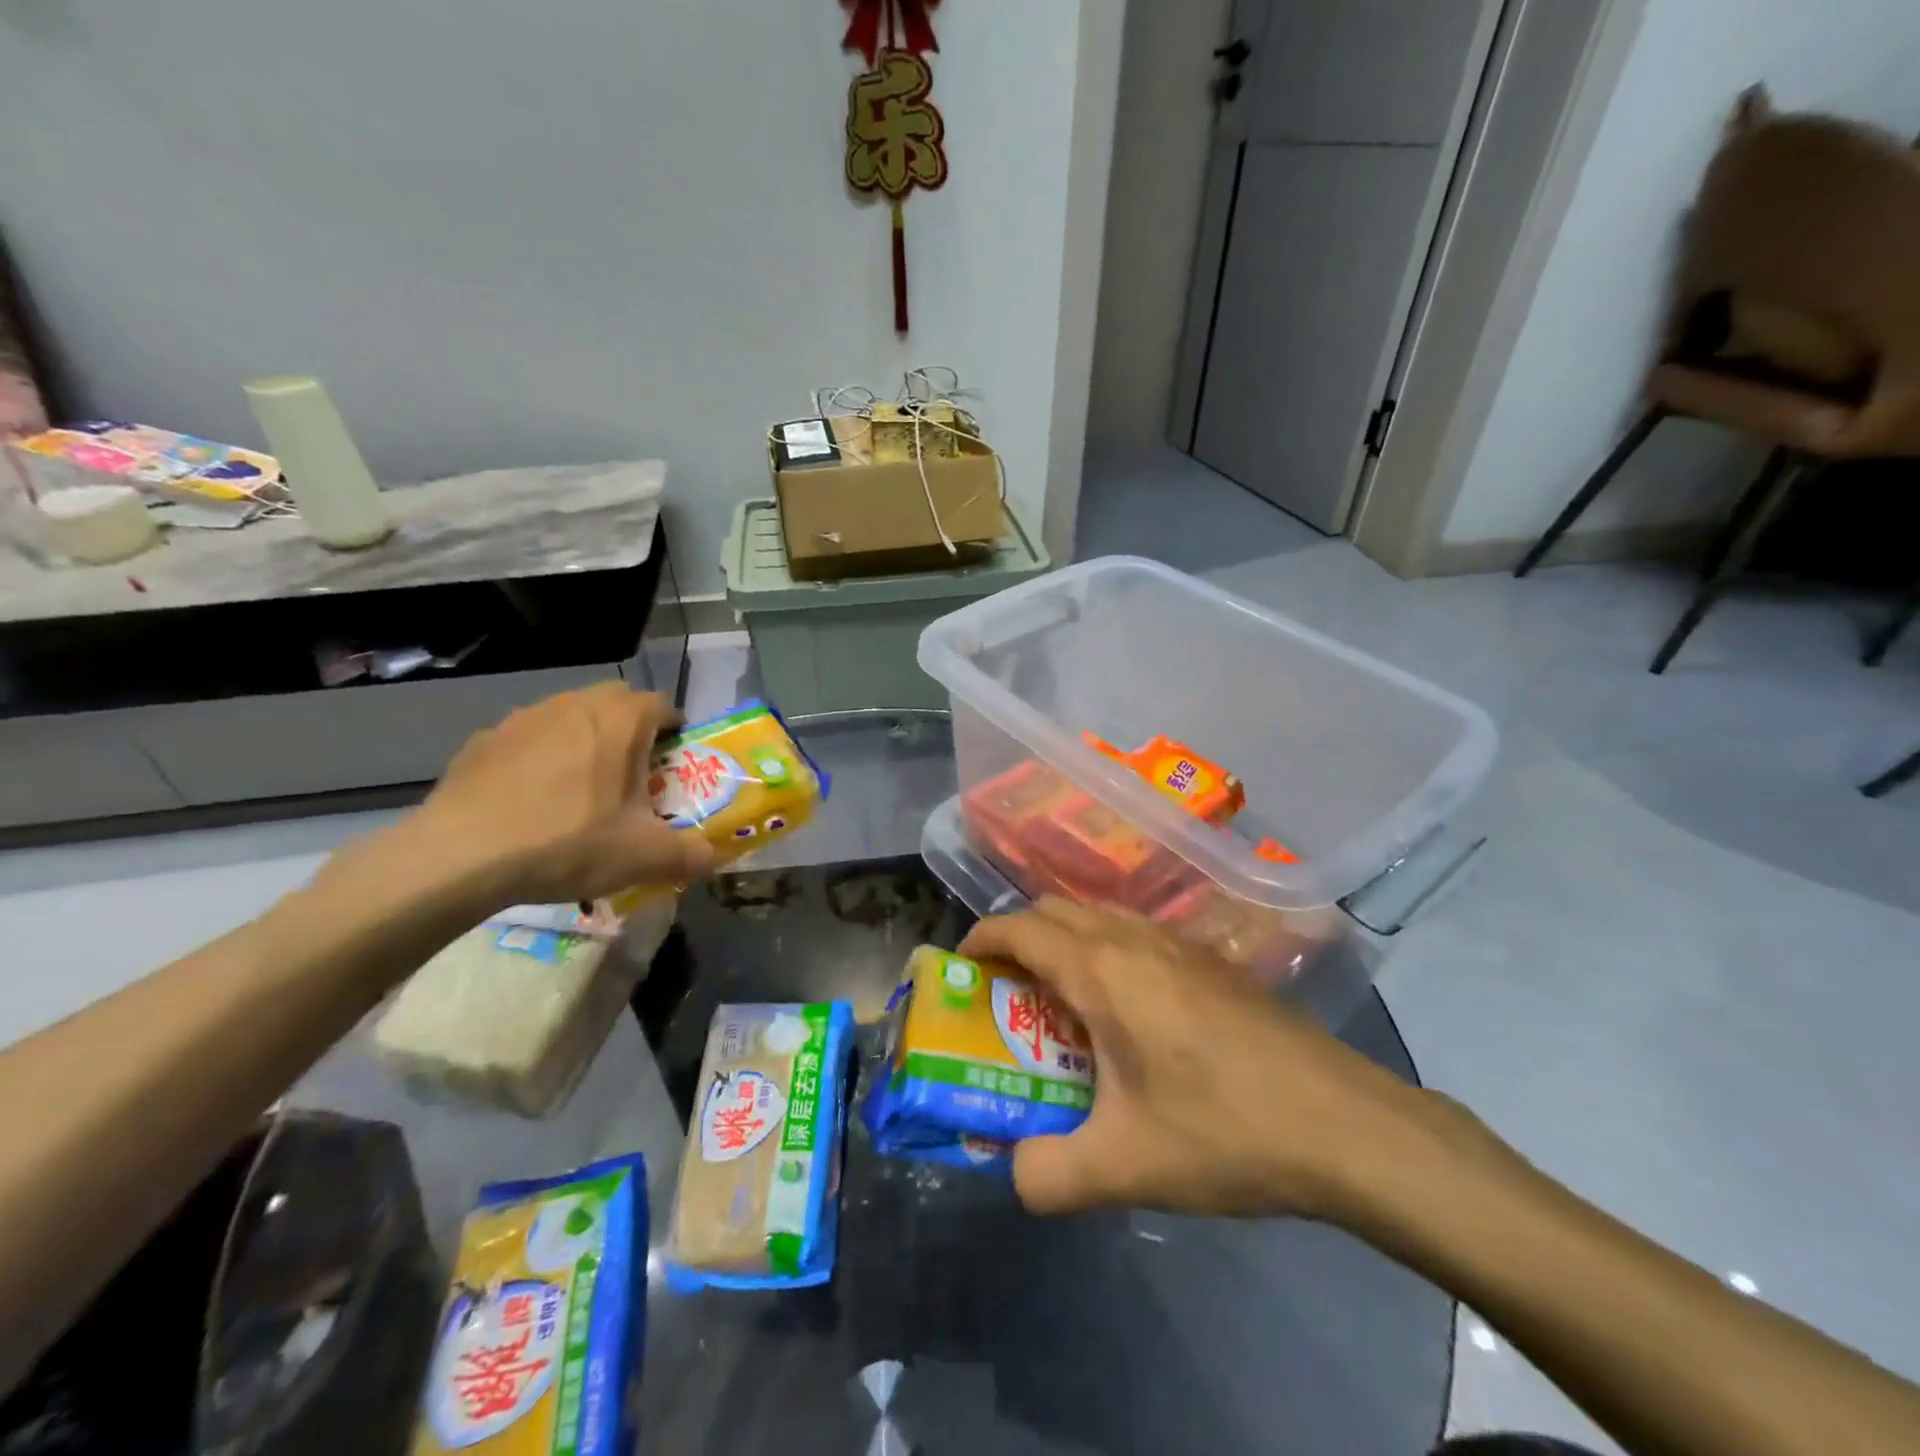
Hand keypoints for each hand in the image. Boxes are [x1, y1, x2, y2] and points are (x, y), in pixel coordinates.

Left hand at [401, 683, 714, 910]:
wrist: (459, 855)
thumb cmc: (567, 842)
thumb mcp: (644, 857)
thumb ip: (690, 855)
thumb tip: (711, 858)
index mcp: (621, 720)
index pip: (663, 705)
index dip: (675, 732)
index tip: (675, 765)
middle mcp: (575, 704)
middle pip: (617, 702)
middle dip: (631, 730)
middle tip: (633, 776)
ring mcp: (524, 718)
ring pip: (570, 716)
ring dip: (585, 741)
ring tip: (581, 790)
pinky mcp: (483, 740)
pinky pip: (528, 739)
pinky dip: (540, 759)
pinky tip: (532, 801)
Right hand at [959, 899, 1441, 1222]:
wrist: (1345, 1124)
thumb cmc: (1224, 1131)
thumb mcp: (1124, 1167)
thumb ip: (1049, 1174)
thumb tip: (1013, 1173)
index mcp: (1103, 970)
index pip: (1021, 928)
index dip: (981, 940)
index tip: (959, 968)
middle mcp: (1135, 940)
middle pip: (1055, 909)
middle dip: (1017, 937)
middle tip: (1004, 990)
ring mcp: (1178, 944)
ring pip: (1098, 916)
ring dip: (1063, 940)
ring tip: (1058, 998)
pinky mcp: (1210, 962)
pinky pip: (1134, 933)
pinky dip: (1104, 949)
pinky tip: (1124, 1009)